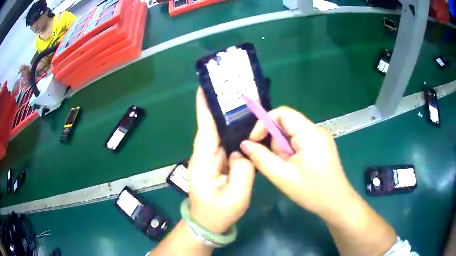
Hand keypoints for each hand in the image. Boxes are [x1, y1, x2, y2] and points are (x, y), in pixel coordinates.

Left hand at [188, 88, 254, 233]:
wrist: (208, 223)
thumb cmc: (218, 212)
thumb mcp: (236, 195)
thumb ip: (243, 170)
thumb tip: (243, 150)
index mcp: (204, 160)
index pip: (205, 128)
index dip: (204, 107)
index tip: (204, 87)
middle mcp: (204, 154)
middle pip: (212, 126)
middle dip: (220, 106)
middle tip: (233, 88)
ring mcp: (211, 158)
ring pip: (219, 133)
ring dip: (228, 117)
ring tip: (241, 101)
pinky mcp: (218, 162)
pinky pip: (226, 142)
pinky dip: (233, 131)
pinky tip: (245, 124)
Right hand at [240, 106, 354, 218]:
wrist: (337, 204)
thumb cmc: (313, 192)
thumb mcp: (283, 177)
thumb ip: (261, 158)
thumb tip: (245, 144)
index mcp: (310, 133)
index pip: (282, 113)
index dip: (264, 123)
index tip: (254, 141)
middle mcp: (316, 130)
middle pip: (286, 124)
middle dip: (275, 142)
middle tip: (275, 163)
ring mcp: (319, 138)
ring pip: (291, 135)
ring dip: (282, 150)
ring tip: (286, 170)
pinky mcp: (319, 147)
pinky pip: (298, 142)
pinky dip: (289, 153)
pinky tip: (293, 169)